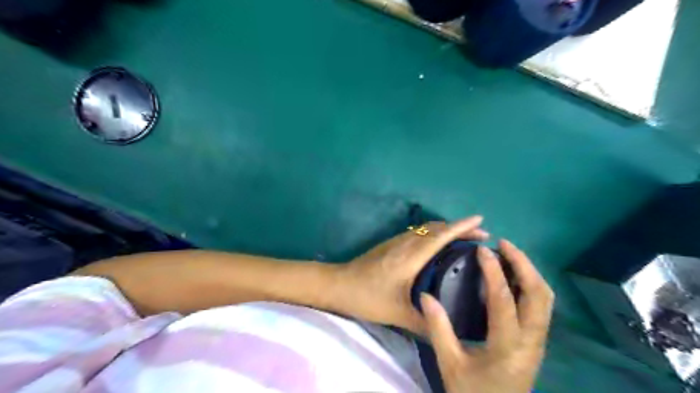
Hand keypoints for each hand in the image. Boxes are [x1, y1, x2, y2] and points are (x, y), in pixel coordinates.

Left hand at [334, 216, 488, 334]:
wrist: (338, 284)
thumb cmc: (367, 297)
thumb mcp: (397, 313)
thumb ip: (424, 324)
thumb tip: (448, 333)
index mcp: (411, 256)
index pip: (441, 235)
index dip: (462, 227)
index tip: (481, 220)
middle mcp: (406, 243)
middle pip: (437, 228)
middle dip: (460, 228)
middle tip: (482, 235)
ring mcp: (397, 241)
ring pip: (427, 228)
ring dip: (447, 229)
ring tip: (465, 239)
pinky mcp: (391, 244)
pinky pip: (419, 233)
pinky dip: (435, 233)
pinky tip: (438, 246)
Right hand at [417, 240, 555, 392]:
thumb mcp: (450, 363)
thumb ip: (438, 328)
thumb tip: (426, 295)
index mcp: (507, 346)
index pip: (504, 300)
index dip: (494, 271)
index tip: (482, 250)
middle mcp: (531, 341)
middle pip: (539, 294)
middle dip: (524, 264)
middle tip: (503, 244)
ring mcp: (539, 342)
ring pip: (545, 299)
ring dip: (530, 272)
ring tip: (509, 255)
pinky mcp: (537, 342)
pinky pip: (542, 306)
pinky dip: (531, 285)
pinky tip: (513, 278)